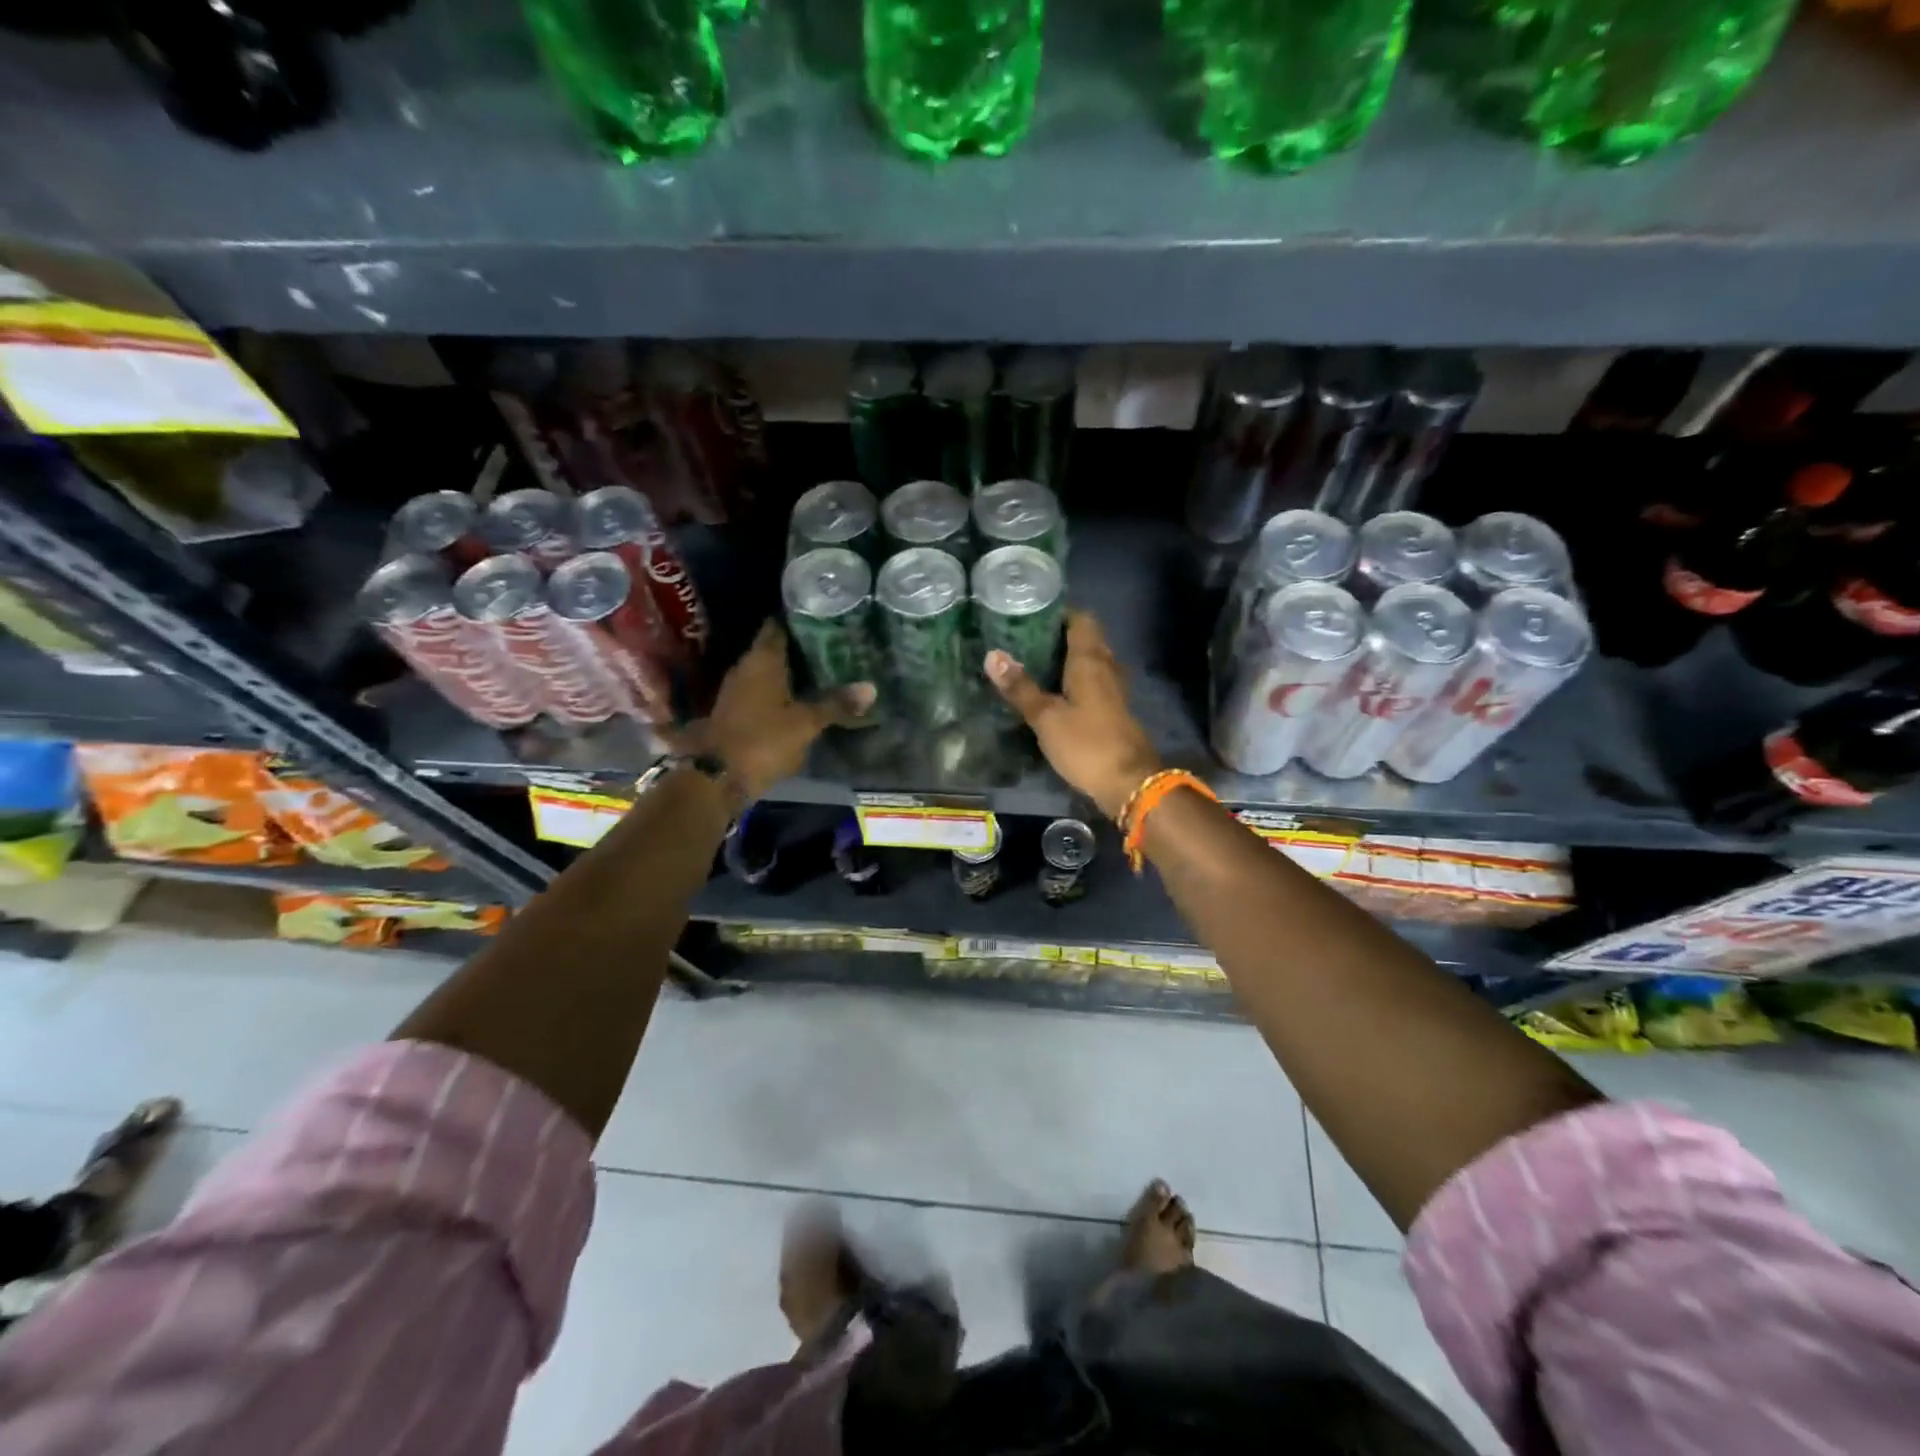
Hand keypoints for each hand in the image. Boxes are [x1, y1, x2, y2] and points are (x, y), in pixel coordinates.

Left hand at [688, 622, 874, 803]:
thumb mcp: (806, 723)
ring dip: (789, 671)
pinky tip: (800, 697)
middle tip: (831, 643)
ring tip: (821, 669)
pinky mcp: (735, 713)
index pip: (778, 626)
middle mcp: (745, 668)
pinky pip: (762, 692)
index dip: (797, 619)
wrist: (718, 777)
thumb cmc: (763, 739)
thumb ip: (836, 703)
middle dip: (799, 647)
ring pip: (768, 672)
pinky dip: (780, 692)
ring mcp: (736, 691)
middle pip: (773, 649)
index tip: (821, 616)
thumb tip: (871, 687)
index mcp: (762, 660)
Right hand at [985, 610, 1161, 821]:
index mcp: (1091, 660)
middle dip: (1058, 635)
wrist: (1129, 783)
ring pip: (1090, 662)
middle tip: (1023, 638)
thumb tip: (992, 655)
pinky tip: (1053, 692)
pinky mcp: (1113, 711)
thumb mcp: (1046, 717)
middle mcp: (1106, 668)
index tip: (1030, 612)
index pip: (1081, 619)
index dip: (1059, 612)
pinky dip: (1074, 681)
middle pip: (1086, 639)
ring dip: (1066, 659)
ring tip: (1032, 662)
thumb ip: (1020, 687)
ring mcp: (1113, 690)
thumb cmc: (1087, 743)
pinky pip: (1092, 683)